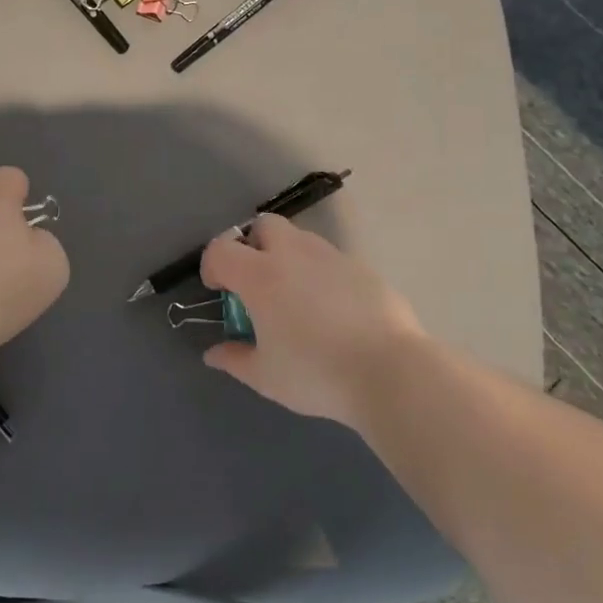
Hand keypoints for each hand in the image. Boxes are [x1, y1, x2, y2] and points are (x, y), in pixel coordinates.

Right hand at [198, 215, 423, 430]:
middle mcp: (294, 254)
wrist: (390, 372)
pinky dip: (320, 274)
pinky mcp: (363, 268)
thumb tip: (214, 353)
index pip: (221, 249)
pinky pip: (330, 260)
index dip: (212, 267)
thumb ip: (235, 359)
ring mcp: (332, 257)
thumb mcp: (266, 376)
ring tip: (295, 298)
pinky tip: (331, 310)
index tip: (220, 291)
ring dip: (287, 257)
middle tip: (257, 284)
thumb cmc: (316, 373)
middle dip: (252, 246)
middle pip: (263, 226)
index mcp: (261, 276)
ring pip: (300, 239)